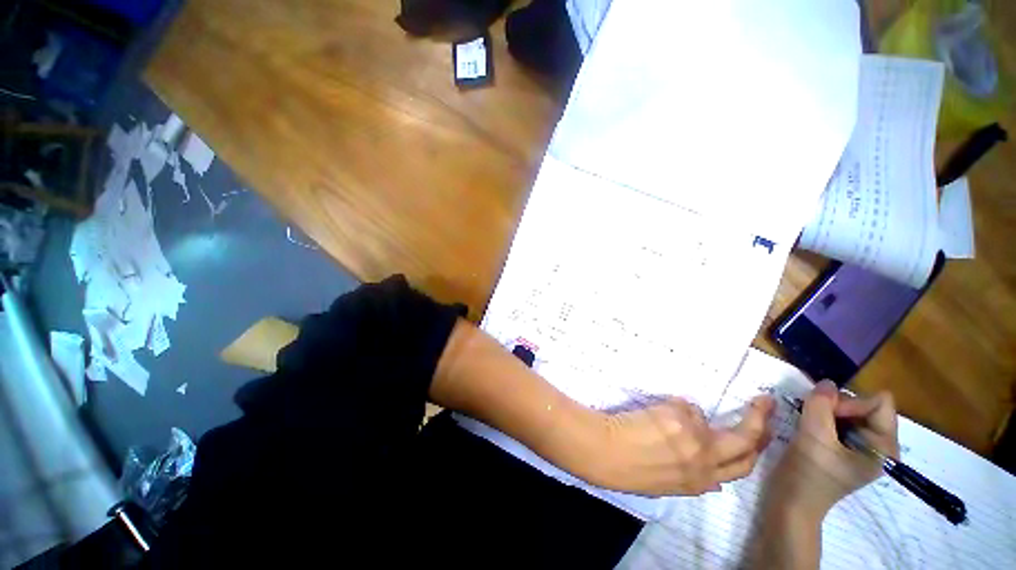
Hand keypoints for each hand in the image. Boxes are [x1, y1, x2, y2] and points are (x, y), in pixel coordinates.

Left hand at [585, 395, 774, 495]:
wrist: (605, 453)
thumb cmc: (629, 467)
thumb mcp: (669, 483)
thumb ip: (692, 475)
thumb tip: (711, 472)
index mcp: (701, 483)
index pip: (743, 467)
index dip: (755, 450)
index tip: (763, 434)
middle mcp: (705, 462)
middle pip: (746, 441)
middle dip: (760, 421)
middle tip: (765, 403)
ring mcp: (694, 438)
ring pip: (704, 417)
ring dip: (686, 415)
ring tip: (659, 418)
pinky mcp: (679, 416)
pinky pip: (682, 405)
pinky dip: (671, 407)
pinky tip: (651, 416)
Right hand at [769, 380, 898, 518]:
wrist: (791, 502)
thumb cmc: (808, 474)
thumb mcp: (813, 437)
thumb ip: (820, 406)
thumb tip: (827, 382)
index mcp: (883, 447)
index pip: (879, 404)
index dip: (850, 403)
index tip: (824, 414)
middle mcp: (879, 445)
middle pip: (864, 405)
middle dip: (836, 406)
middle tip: (812, 416)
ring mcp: (862, 447)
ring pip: (849, 411)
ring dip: (826, 411)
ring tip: (807, 422)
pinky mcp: (846, 448)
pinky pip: (839, 420)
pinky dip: (822, 417)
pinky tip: (808, 427)